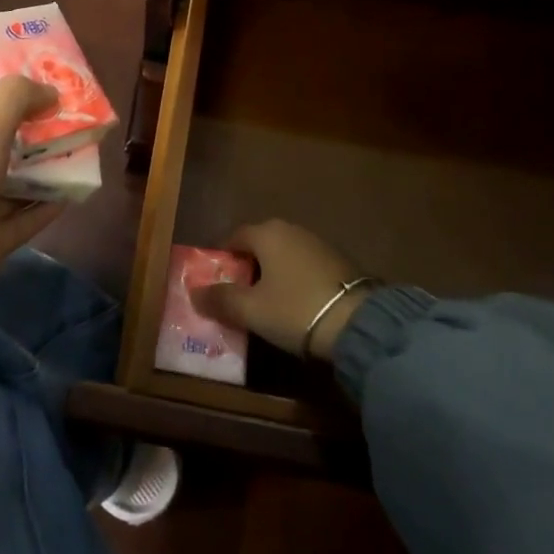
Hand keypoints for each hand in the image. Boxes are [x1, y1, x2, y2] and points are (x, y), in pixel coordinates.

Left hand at [0, 77, 65, 349]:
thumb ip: (16, 99)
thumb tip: (51, 90)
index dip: (26, 102)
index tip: (65, 95)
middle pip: (11, 147)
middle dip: (45, 136)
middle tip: (88, 126)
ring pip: (22, 182)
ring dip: (52, 170)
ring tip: (92, 153)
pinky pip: (28, 218)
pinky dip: (51, 205)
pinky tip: (80, 191)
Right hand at [189, 220, 370, 361]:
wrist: (359, 323)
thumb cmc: (295, 309)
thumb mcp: (251, 310)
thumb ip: (220, 299)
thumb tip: (195, 293)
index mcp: (267, 233)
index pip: (234, 237)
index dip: (221, 259)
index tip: (215, 283)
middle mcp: (291, 229)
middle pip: (259, 245)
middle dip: (246, 267)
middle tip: (237, 296)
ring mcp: (318, 243)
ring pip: (283, 256)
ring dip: (272, 275)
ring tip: (265, 304)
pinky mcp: (339, 262)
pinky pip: (304, 266)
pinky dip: (294, 280)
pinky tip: (295, 304)